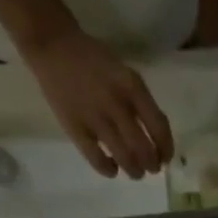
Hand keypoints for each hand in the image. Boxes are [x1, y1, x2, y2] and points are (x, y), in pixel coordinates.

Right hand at [19, 24, 173, 178]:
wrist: (52, 45)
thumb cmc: (94, 61)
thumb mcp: (126, 74)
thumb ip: (141, 103)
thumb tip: (157, 139)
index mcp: (132, 87)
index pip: (159, 127)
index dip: (166, 149)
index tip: (165, 158)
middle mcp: (116, 104)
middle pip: (143, 149)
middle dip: (152, 165)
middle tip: (151, 168)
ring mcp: (94, 117)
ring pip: (124, 158)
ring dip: (134, 171)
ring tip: (135, 172)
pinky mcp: (75, 127)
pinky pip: (97, 159)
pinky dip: (109, 170)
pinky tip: (112, 169)